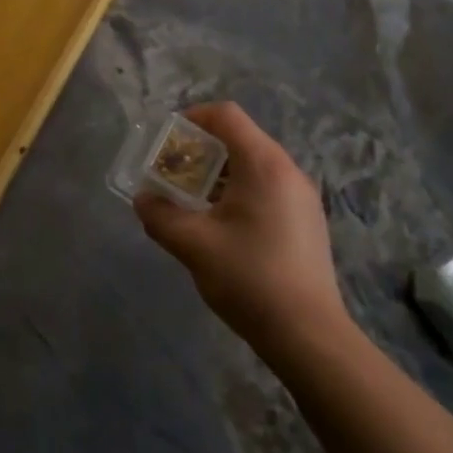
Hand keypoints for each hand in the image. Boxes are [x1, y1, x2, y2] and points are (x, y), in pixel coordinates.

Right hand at [135, 102, 345, 349]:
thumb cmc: (250, 278)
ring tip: (194, 203)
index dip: (193, 118)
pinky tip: (225, 227)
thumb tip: (142, 199)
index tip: (168, 142)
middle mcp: (288, 169)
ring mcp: (302, 196)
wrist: (310, 337)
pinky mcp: (308, 220)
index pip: (226, 115)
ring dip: (220, 174)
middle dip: (202, 150)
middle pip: (240, 138)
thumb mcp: (194, 246)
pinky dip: (241, 191)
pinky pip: (269, 187)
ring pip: (254, 165)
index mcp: (263, 163)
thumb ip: (161, 216)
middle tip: (175, 175)